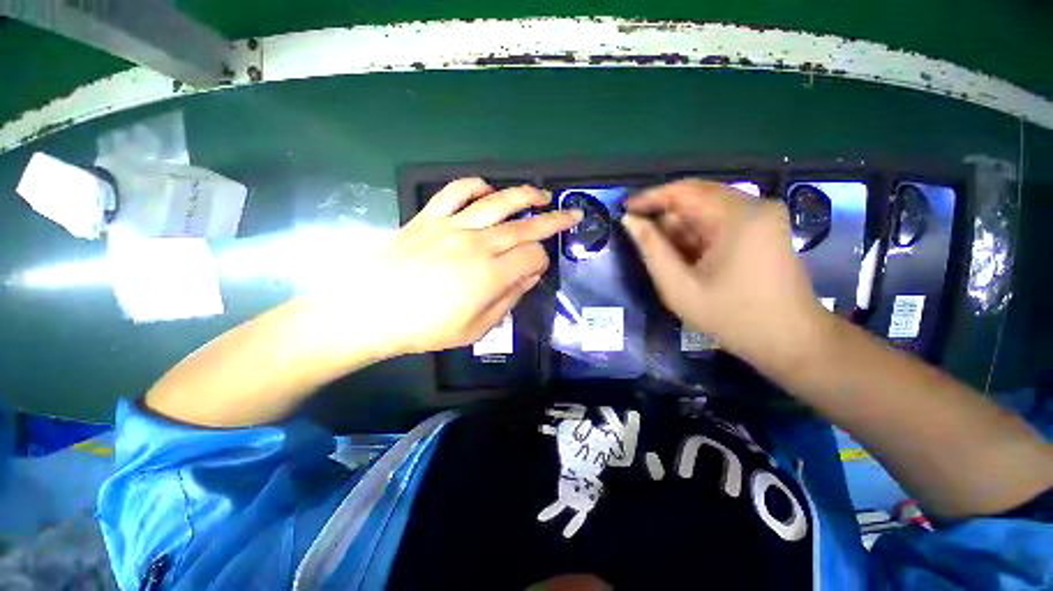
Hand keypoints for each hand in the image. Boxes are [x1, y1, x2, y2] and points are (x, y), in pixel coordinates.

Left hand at [362, 178, 581, 354]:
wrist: (372, 313)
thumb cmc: (427, 328)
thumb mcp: (477, 328)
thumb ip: (509, 299)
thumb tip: (530, 275)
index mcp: (490, 275)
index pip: (532, 256)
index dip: (541, 261)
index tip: (537, 269)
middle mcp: (476, 244)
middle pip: (524, 226)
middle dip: (553, 220)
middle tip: (570, 213)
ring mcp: (451, 226)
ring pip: (497, 202)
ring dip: (524, 195)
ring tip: (540, 194)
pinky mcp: (429, 217)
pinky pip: (455, 191)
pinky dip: (475, 185)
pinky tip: (488, 190)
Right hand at [622, 180, 826, 364]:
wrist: (791, 341)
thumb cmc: (732, 317)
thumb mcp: (679, 287)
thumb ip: (651, 249)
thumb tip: (630, 221)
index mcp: (737, 216)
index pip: (684, 191)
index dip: (650, 198)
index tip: (624, 209)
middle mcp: (755, 205)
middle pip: (696, 197)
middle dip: (665, 215)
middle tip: (640, 236)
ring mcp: (763, 215)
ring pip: (707, 209)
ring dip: (681, 228)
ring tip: (665, 256)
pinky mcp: (765, 228)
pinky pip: (721, 220)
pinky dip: (698, 234)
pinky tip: (687, 257)